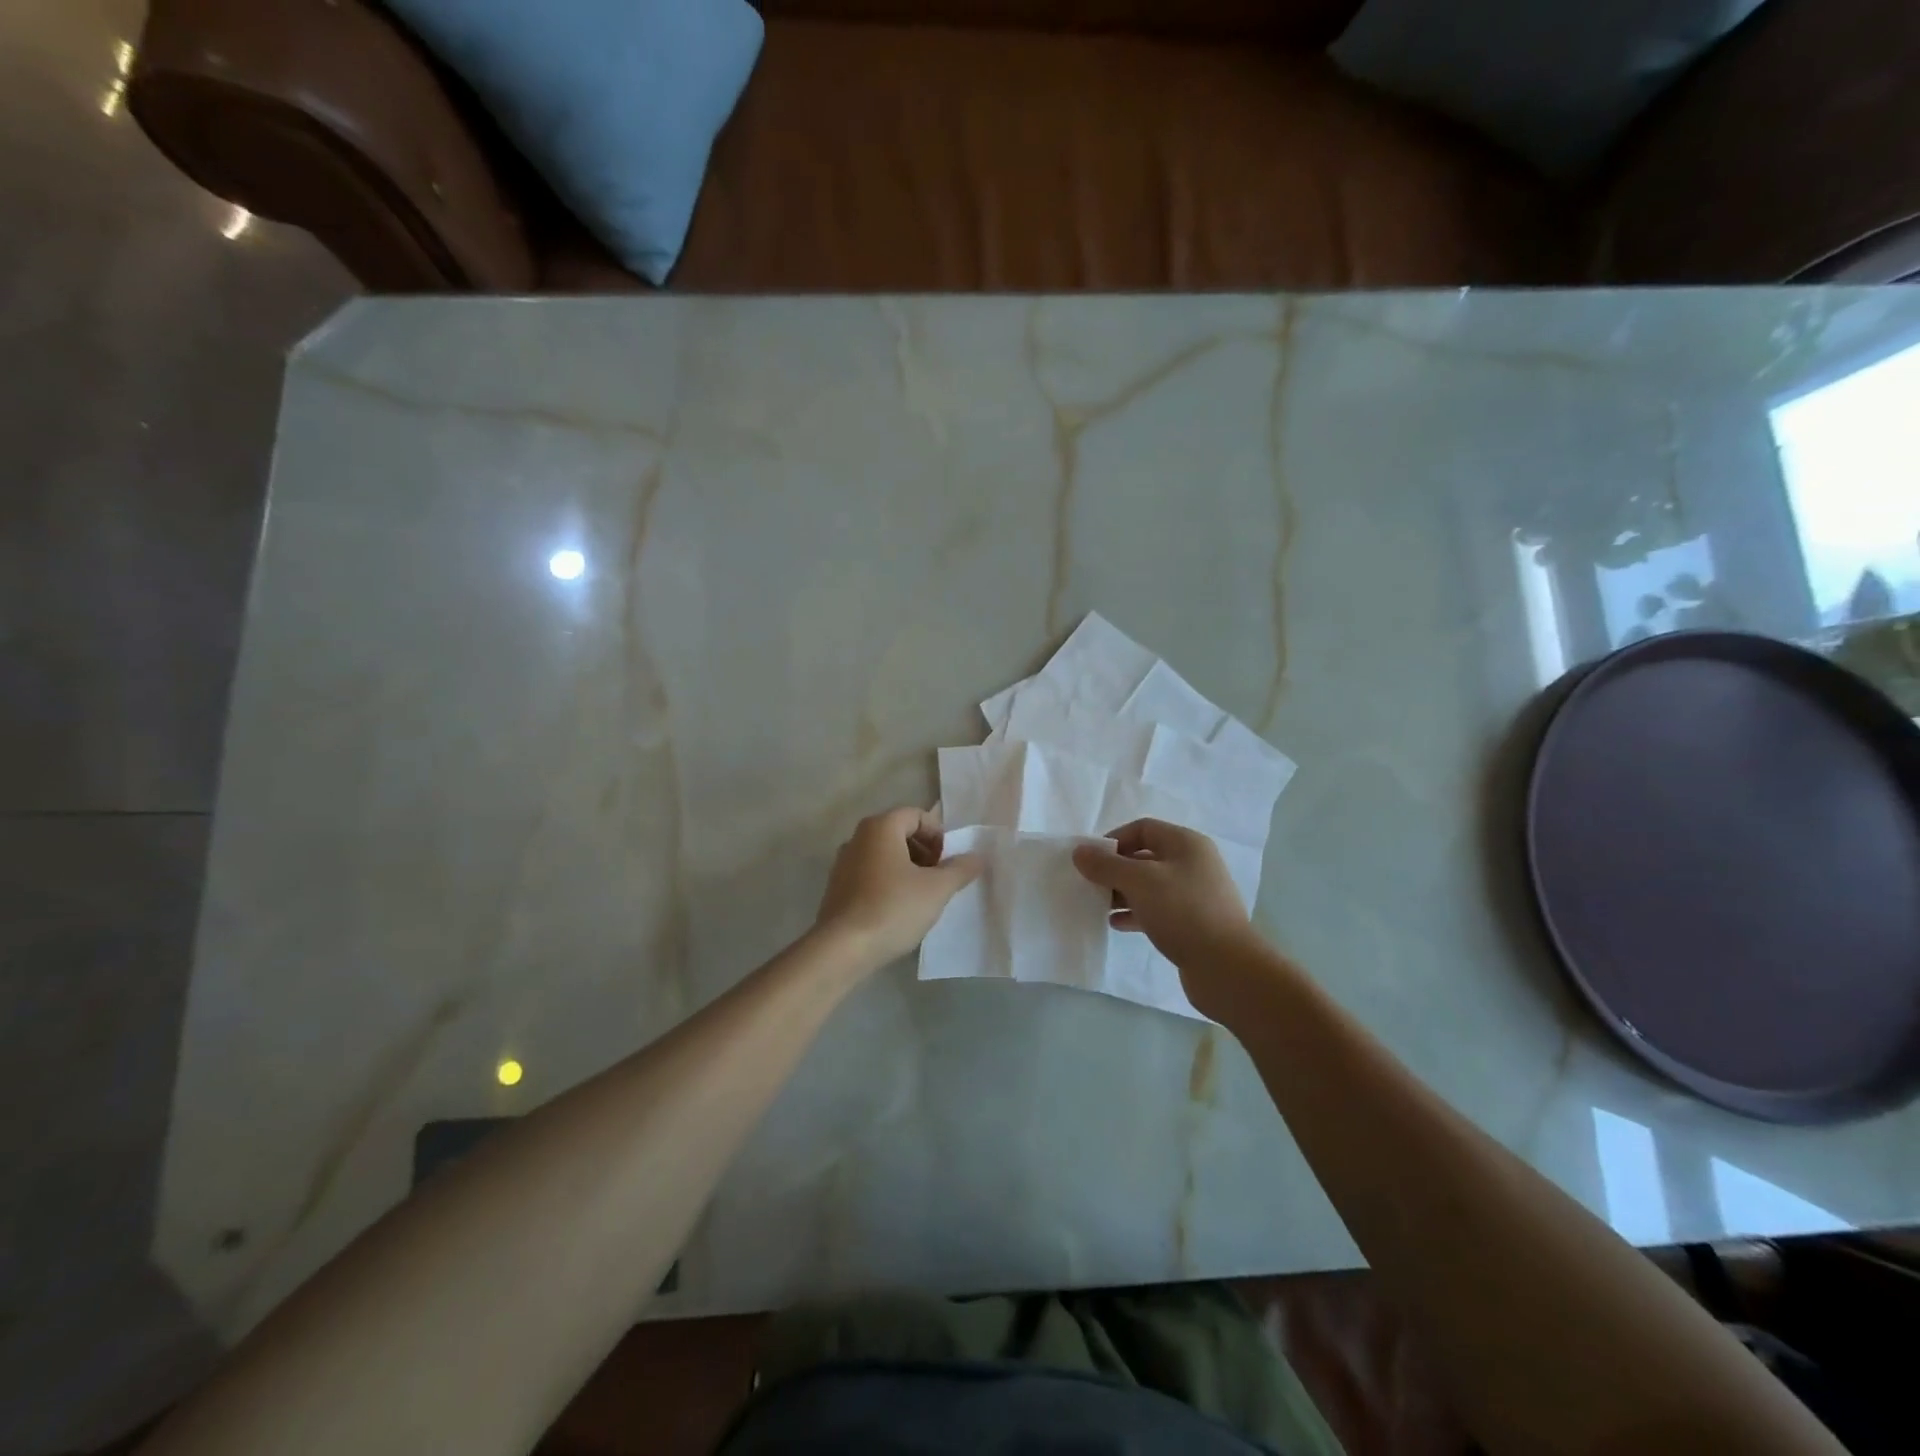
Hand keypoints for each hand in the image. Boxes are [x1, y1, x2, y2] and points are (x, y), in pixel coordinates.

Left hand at [813, 807, 982, 971]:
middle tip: (940, 879)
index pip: (917, 815)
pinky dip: (888, 883)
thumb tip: (977, 856)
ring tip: (922, 897)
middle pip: (900, 833)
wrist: (842, 949)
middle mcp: (858, 837)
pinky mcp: (837, 887)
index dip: (939, 835)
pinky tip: (898, 910)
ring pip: (885, 855)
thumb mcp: (937, 889)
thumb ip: (960, 869)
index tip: (949, 863)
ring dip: (908, 869)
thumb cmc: (893, 908)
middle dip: (925, 852)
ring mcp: (843, 862)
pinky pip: (870, 874)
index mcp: (881, 827)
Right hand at [1072, 819, 1257, 972]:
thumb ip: (1106, 865)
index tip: (1090, 860)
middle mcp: (1193, 864)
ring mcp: (1195, 894)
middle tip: (1090, 885)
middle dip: (1115, 869)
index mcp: (1186, 844)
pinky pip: (1158, 909)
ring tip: (1099, 906)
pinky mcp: (1194, 923)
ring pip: (1150, 886)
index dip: (1114, 840)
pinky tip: (1116, 925)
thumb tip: (1080, 852)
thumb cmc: (1182, 912)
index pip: (1142, 828)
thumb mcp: (1139, 882)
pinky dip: (1136, 913)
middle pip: (1145, 857)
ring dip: (1123, 893)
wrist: (1226, 967)